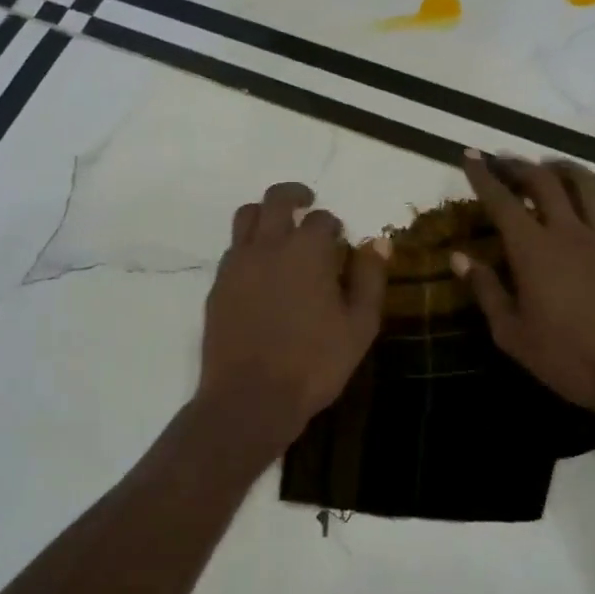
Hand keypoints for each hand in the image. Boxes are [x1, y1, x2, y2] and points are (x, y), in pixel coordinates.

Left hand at [198, 181, 387, 442]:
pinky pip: (232, 249)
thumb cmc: (315, 363)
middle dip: (295, 195)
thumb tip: (377, 242)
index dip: (334, 226)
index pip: (322, 219)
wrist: (251, 398)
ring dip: (265, 213)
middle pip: (276, 200)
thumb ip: (370, 278)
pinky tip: (260, 268)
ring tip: (279, 228)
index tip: (340, 240)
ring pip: (246, 217)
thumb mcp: (360, 325)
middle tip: (307, 201)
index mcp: (306, 251)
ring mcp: (237, 265)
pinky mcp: (217, 286)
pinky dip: (248, 245)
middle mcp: (268, 246)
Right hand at [455, 152, 594, 422]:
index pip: (502, 201)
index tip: (470, 156)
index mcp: (533, 250)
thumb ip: (486, 290)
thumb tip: (459, 257)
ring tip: (547, 168)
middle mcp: (568, 232)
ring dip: (562, 168)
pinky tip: (588, 200)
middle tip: (502, 162)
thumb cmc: (566, 358)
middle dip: (519, 165)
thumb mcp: (512, 333)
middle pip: (544, 181)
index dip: (484, 176)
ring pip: (585, 183)